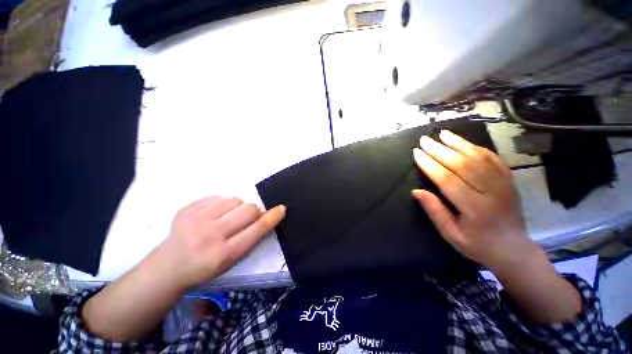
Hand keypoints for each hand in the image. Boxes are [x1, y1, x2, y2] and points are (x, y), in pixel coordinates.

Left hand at [158, 196, 285, 288]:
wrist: (167, 267)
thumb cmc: (204, 268)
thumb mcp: (231, 261)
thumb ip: (250, 239)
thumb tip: (264, 215)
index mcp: (224, 253)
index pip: (256, 230)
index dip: (272, 218)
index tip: (281, 209)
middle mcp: (211, 235)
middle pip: (248, 209)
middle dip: (253, 212)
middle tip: (246, 218)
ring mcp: (197, 220)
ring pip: (235, 199)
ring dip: (237, 206)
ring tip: (227, 216)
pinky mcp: (187, 209)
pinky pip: (218, 196)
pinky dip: (221, 204)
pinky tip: (213, 214)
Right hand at [412, 130, 540, 271]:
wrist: (513, 250)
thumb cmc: (477, 244)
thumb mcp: (451, 234)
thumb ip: (434, 211)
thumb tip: (416, 191)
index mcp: (475, 208)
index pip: (448, 180)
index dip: (430, 165)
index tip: (417, 153)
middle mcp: (492, 192)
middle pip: (463, 165)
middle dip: (441, 150)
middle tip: (425, 140)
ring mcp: (504, 184)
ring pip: (480, 158)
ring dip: (459, 144)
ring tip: (443, 134)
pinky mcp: (509, 181)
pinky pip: (494, 160)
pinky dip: (478, 148)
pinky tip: (465, 142)